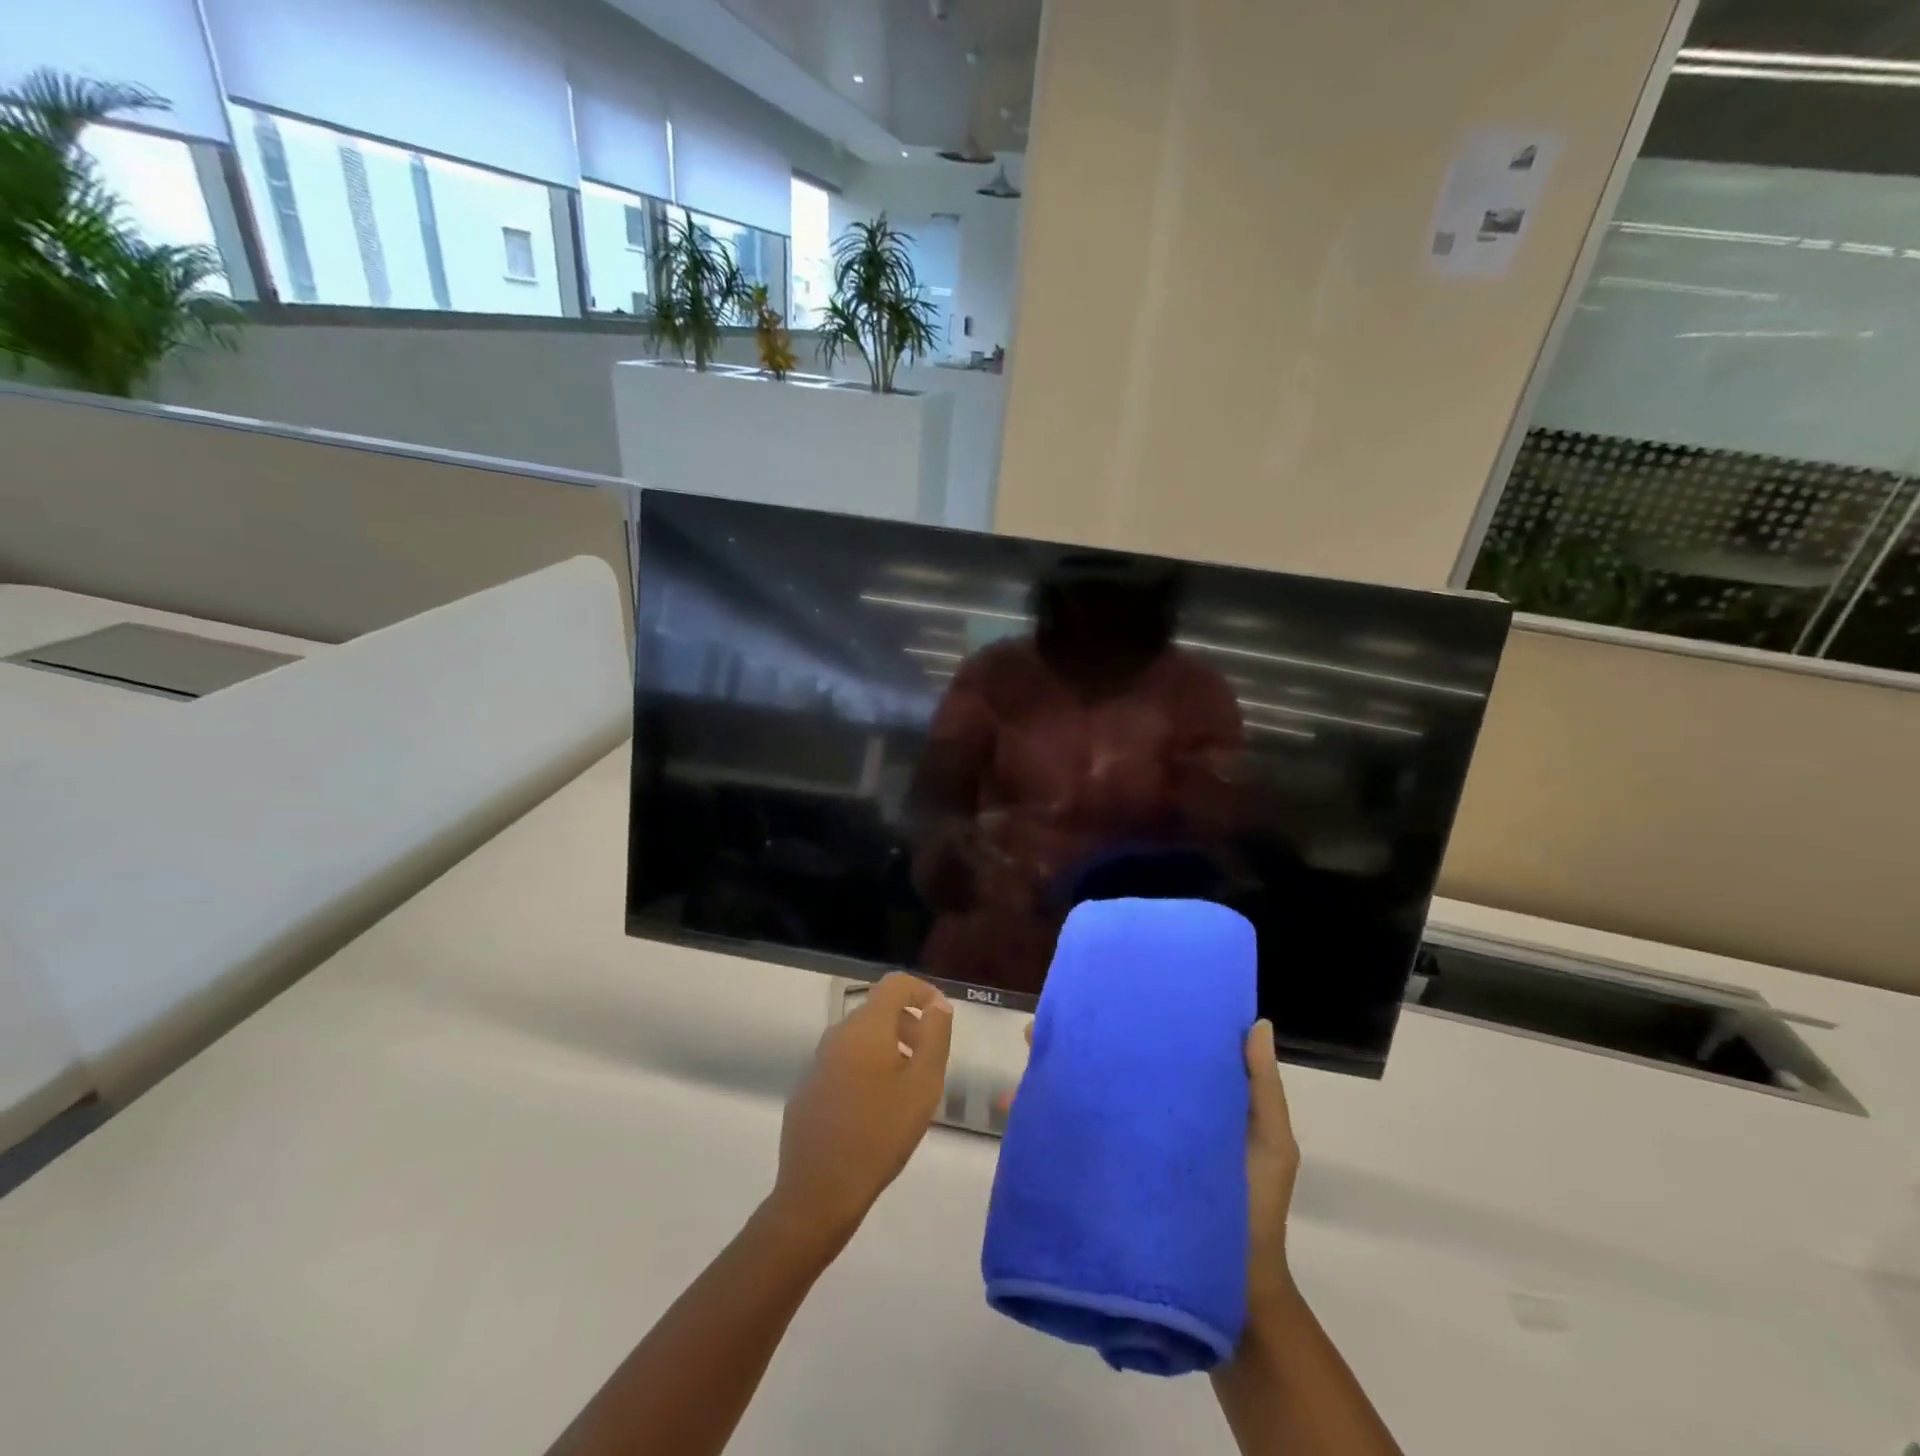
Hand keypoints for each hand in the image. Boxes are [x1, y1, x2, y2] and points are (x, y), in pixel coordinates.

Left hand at [767, 973, 953, 1251]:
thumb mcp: (923, 1085)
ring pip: (860, 1038)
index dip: (922, 991)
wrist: (818, 1191)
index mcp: (866, 1027)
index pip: (895, 984)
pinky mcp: (807, 1088)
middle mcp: (837, 1034)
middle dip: (908, 1025)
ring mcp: (817, 1061)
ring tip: (907, 1090)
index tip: (941, 1017)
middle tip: (929, 1061)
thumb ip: (935, 1036)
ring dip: (888, 1049)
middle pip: (878, 1011)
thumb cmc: (880, 1134)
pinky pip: (843, 1063)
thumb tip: (938, 1004)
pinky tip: (875, 1111)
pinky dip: (865, 1070)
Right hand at [993, 1018, 1299, 1310]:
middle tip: (1040, 1029)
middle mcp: (1145, 1117)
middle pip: (1103, 1072)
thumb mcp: (1270, 1142)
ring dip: (1048, 1084)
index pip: (1145, 1051)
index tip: (1099, 995)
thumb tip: (1258, 1022)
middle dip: (1072, 1048)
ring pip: (1080, 1104)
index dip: (1122, 1022)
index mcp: (1182, 1100)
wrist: (1241, 1296)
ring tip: (1022, 1065)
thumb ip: (1261, 1087)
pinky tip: (1016, 1112)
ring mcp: (1123, 1149)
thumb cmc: (1257, 1206)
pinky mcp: (1107, 1181)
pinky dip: (1040, 1127)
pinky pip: (1069, 1147)